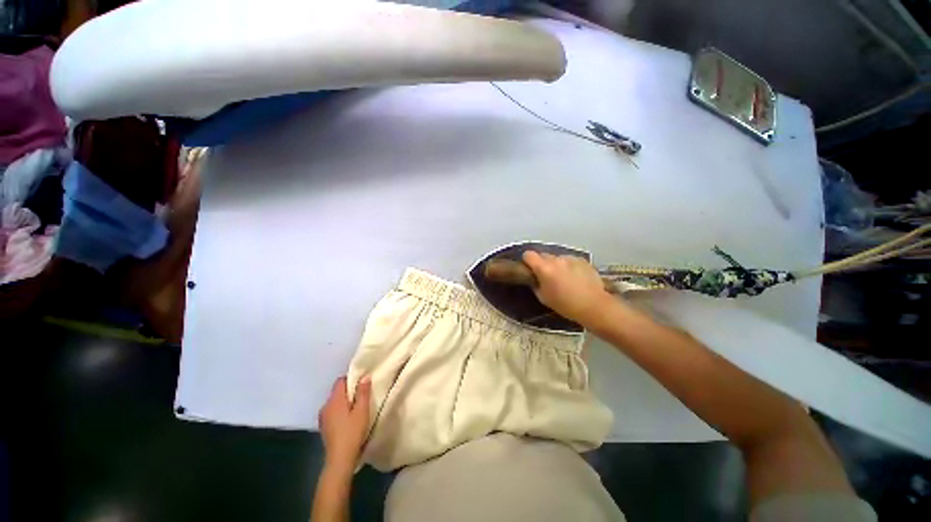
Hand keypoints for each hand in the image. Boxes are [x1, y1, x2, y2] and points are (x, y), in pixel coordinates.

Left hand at [318, 376, 371, 473]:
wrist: (340, 456)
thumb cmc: (352, 433)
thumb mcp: (362, 413)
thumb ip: (363, 394)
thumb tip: (364, 376)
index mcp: (335, 399)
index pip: (340, 381)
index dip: (351, 381)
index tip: (363, 387)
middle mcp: (326, 405)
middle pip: (337, 393)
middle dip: (348, 394)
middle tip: (363, 402)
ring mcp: (323, 416)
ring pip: (334, 404)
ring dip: (343, 405)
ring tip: (356, 414)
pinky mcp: (324, 426)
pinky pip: (331, 414)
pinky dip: (339, 415)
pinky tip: (347, 425)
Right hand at [522, 251, 612, 324]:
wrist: (592, 304)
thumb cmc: (565, 305)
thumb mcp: (544, 299)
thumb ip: (536, 285)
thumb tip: (535, 279)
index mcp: (544, 268)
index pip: (529, 255)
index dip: (527, 261)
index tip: (530, 269)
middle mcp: (557, 259)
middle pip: (544, 255)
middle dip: (544, 264)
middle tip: (548, 277)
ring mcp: (571, 258)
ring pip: (559, 258)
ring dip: (558, 266)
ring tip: (565, 279)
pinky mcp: (582, 260)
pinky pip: (571, 261)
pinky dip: (571, 267)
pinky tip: (577, 279)